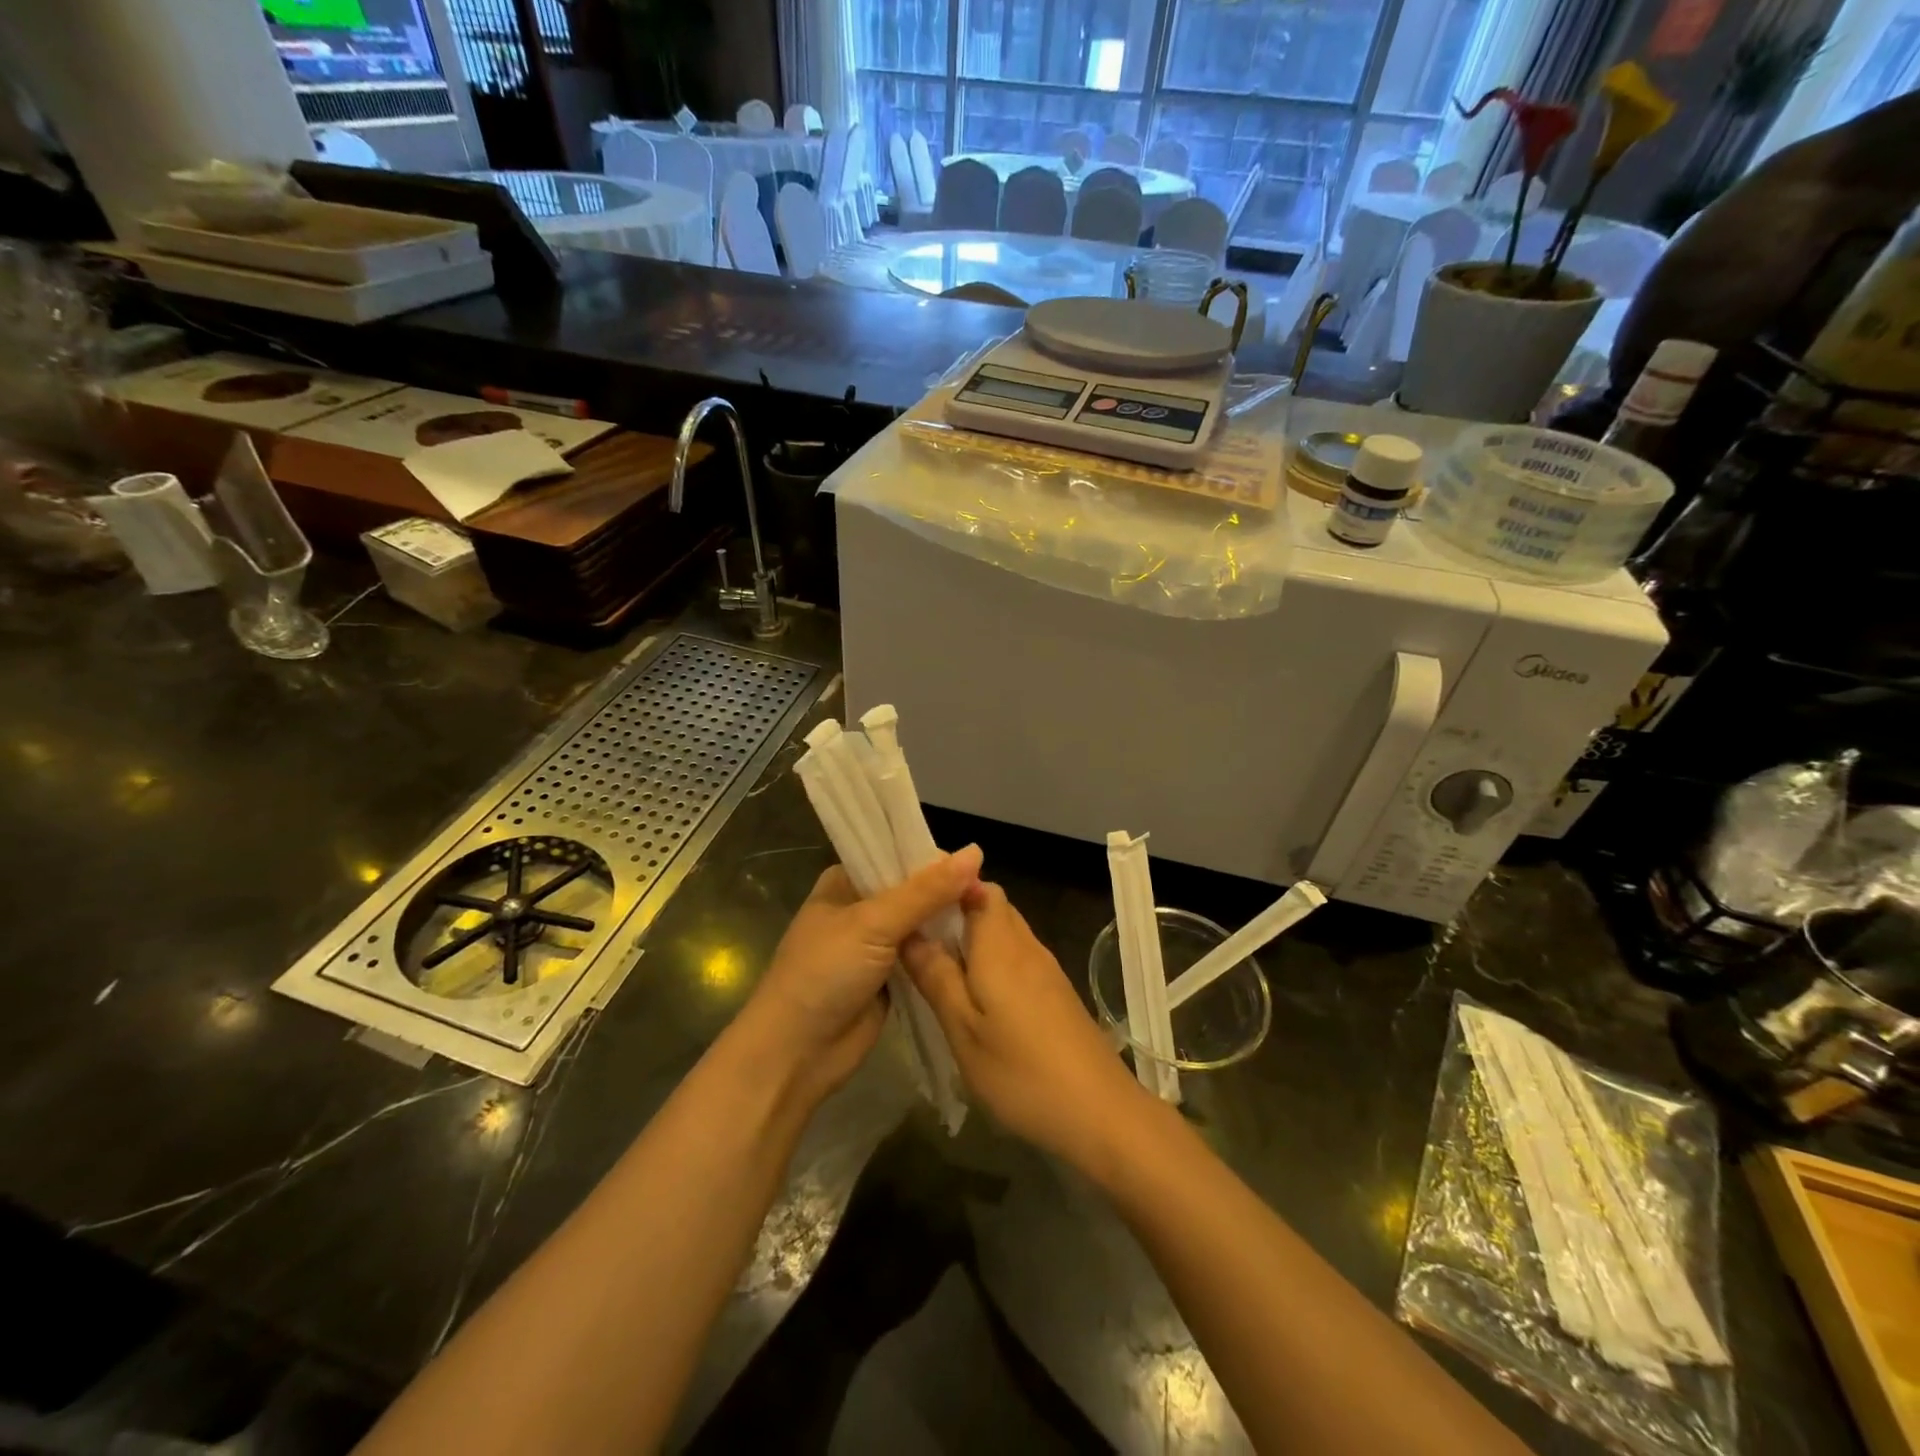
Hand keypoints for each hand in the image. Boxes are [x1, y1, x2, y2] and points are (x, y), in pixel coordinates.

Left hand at [740, 845, 983, 1103]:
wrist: (795, 1054)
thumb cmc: (824, 974)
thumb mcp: (873, 924)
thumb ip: (925, 892)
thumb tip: (975, 852)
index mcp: (846, 881)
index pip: (898, 856)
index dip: (935, 859)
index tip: (976, 866)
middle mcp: (862, 908)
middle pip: (915, 890)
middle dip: (948, 893)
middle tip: (989, 897)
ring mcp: (877, 945)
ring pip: (923, 925)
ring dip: (949, 924)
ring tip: (992, 919)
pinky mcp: (891, 978)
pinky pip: (926, 957)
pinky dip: (946, 953)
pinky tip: (979, 948)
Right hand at [902, 883, 1147, 1166]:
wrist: (1100, 1112)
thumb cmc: (1021, 1071)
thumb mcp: (963, 1030)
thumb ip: (936, 976)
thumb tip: (909, 931)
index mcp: (1000, 944)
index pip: (978, 886)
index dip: (948, 886)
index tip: (915, 904)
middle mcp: (1026, 945)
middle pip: (991, 906)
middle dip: (956, 913)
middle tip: (916, 938)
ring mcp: (1046, 969)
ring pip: (1005, 933)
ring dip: (973, 940)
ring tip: (937, 966)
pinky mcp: (1056, 993)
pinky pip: (1017, 959)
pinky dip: (992, 963)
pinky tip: (975, 997)